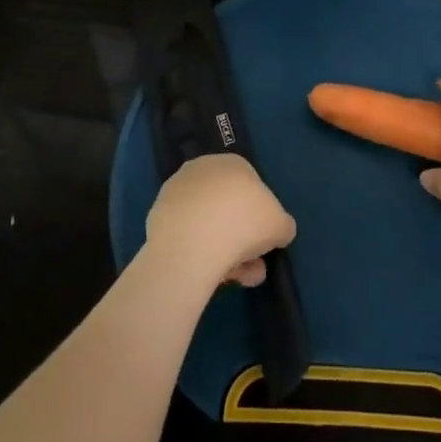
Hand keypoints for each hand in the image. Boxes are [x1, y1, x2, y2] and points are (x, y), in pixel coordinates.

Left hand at [145, 153, 296, 287]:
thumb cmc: (243, 224)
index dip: (261, 218)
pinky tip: (209, 275)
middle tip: (252, 266)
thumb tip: (278, 231)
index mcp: (233, 162)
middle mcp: (203, 169)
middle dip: (243, 239)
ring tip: (236, 279)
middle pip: (229, 208)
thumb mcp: (280, 225)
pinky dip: (199, 252)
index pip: (252, 188)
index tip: (265, 243)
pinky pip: (187, 235)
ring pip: (208, 224)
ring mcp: (177, 191)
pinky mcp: (158, 215)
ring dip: (225, 251)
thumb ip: (282, 225)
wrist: (191, 244)